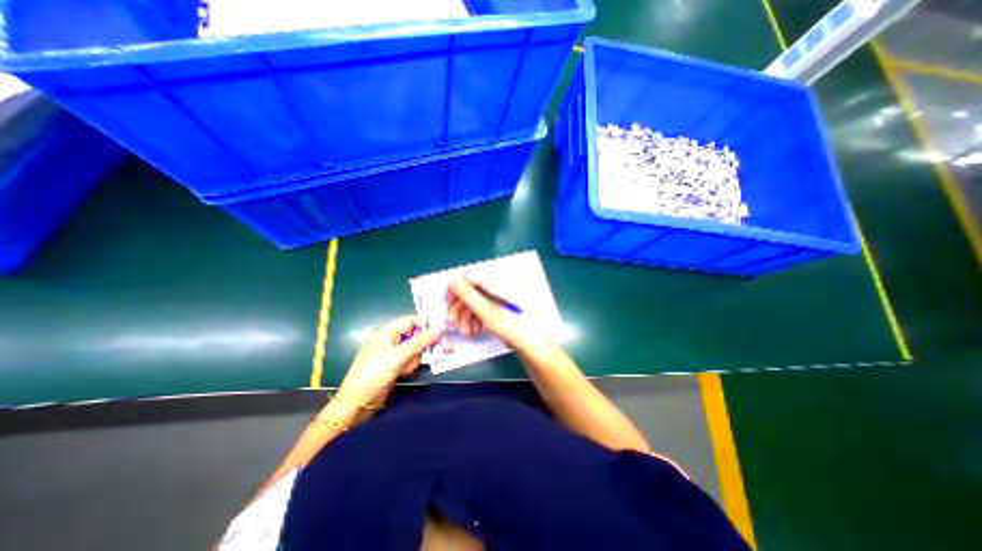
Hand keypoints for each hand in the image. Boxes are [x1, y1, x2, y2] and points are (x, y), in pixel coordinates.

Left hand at [342, 313, 441, 404]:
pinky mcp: (397, 365)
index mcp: (387, 331)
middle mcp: (391, 339)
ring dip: (415, 359)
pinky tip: (403, 374)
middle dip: (425, 344)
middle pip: (416, 334)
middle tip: (444, 348)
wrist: (357, 404)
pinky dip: (411, 366)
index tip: (441, 331)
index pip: (411, 320)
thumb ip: (419, 342)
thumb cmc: (373, 373)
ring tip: (405, 370)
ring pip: (416, 349)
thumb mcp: (397, 356)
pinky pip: (411, 360)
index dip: (426, 324)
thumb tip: (440, 328)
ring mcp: (394, 353)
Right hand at [447, 279, 529, 347]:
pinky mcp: (498, 309)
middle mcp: (496, 288)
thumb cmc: (510, 325)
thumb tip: (453, 280)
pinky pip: (481, 310)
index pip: (470, 279)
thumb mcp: (486, 310)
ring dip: (466, 317)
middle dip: (460, 308)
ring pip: (474, 303)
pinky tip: (474, 330)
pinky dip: (474, 319)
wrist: (529, 343)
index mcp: (495, 283)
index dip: (457, 290)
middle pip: (470, 292)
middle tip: (452, 323)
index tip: (448, 303)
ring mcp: (497, 299)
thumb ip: (468, 294)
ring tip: (466, 332)